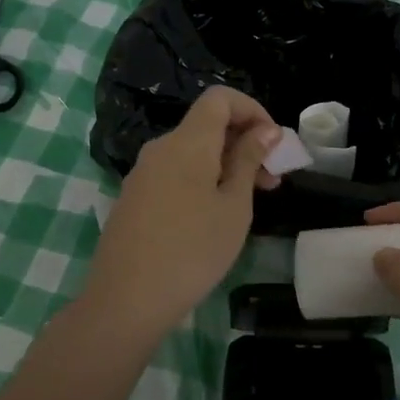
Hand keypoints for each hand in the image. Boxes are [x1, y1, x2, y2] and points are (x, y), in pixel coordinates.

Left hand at [87, 87, 281, 335]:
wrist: (125, 301)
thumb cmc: (192, 250)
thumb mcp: (234, 206)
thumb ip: (249, 160)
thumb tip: (265, 129)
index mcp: (188, 142)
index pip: (220, 98)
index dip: (252, 109)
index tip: (273, 143)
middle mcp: (161, 147)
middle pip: (207, 125)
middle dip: (244, 142)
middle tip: (271, 180)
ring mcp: (143, 173)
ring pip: (192, 151)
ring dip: (225, 164)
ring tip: (249, 202)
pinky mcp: (134, 197)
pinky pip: (175, 172)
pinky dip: (202, 179)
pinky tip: (213, 216)